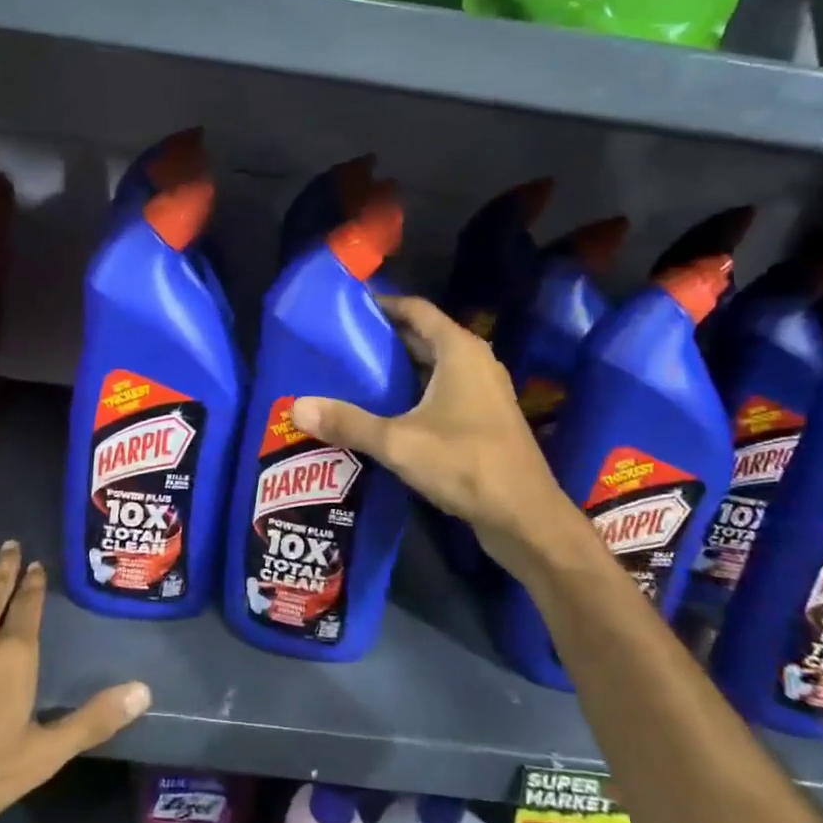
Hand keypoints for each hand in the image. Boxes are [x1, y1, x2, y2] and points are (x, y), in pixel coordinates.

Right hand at [292, 295, 577, 577]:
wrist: (526, 518)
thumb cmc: (466, 465)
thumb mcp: (398, 442)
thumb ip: (348, 423)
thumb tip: (296, 407)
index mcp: (459, 350)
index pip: (415, 310)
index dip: (382, 305)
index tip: (346, 309)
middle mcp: (475, 362)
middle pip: (423, 336)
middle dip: (383, 339)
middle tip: (340, 346)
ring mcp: (483, 392)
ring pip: (433, 367)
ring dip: (398, 369)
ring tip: (354, 376)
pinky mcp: (484, 419)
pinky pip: (443, 391)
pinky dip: (414, 393)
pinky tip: (385, 412)